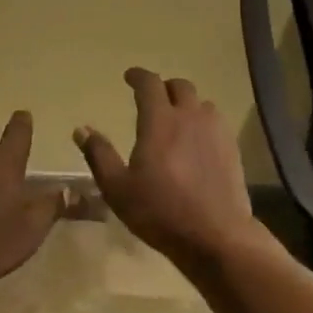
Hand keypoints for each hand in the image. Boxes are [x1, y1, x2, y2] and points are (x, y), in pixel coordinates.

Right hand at [74, 69, 257, 269]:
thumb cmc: (160, 211)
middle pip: (179, 86)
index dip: (138, 76)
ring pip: (201, 103)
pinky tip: (197, 141)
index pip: (149, 84)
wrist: (216, 236)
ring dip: (186, 104)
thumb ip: (99, 154)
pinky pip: (216, 122)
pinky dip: (202, 122)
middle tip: (152, 99)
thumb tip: (81, 129)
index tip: (129, 77)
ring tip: (176, 120)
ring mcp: (215, 131)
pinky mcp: (231, 148)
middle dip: (163, 87)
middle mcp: (189, 116)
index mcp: (160, 120)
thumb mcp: (118, 188)